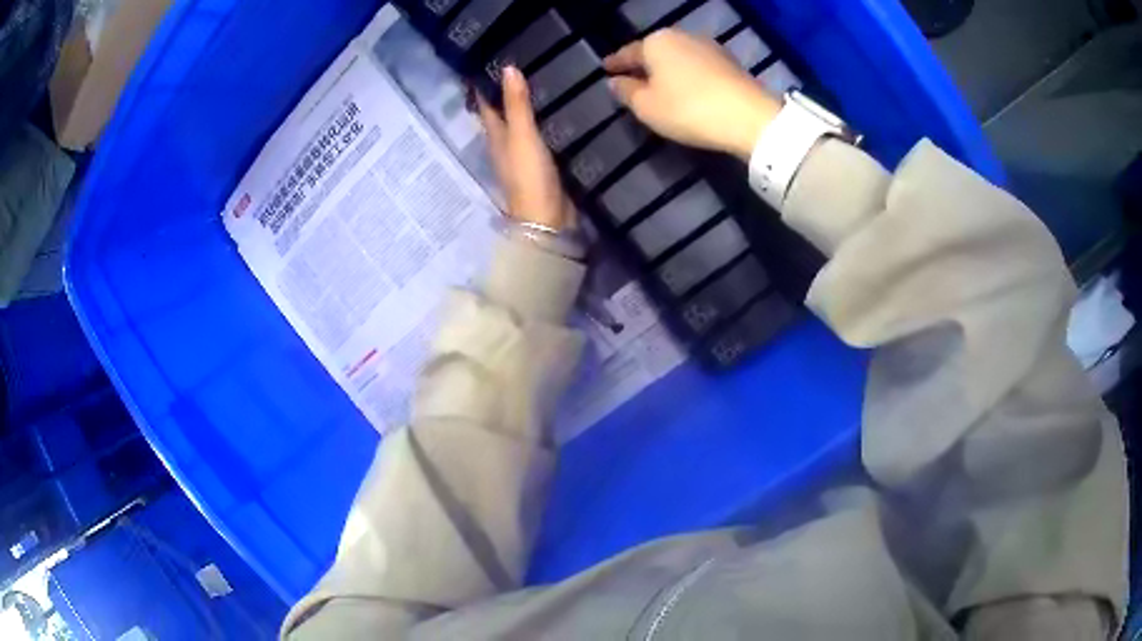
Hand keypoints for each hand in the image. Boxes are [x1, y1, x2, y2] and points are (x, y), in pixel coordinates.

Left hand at [476, 66, 574, 230]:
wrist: (548, 218)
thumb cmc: (528, 176)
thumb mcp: (521, 136)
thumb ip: (517, 104)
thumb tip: (507, 67)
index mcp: (495, 135)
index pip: (486, 102)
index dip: (486, 82)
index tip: (494, 57)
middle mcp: (506, 142)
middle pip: (506, 110)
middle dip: (511, 89)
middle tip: (527, 59)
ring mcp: (526, 152)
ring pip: (525, 121)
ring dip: (531, 103)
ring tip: (548, 75)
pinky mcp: (545, 161)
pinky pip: (544, 133)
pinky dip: (548, 119)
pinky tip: (563, 106)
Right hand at [604, 29, 780, 160]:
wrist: (749, 117)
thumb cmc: (689, 109)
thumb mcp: (647, 106)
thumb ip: (626, 92)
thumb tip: (615, 81)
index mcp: (656, 42)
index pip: (628, 52)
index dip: (615, 63)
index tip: (605, 69)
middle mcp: (682, 36)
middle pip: (655, 51)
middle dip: (644, 64)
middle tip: (632, 78)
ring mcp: (710, 47)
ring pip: (678, 57)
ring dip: (668, 70)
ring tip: (660, 86)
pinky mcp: (730, 63)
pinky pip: (698, 66)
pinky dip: (688, 75)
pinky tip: (686, 88)